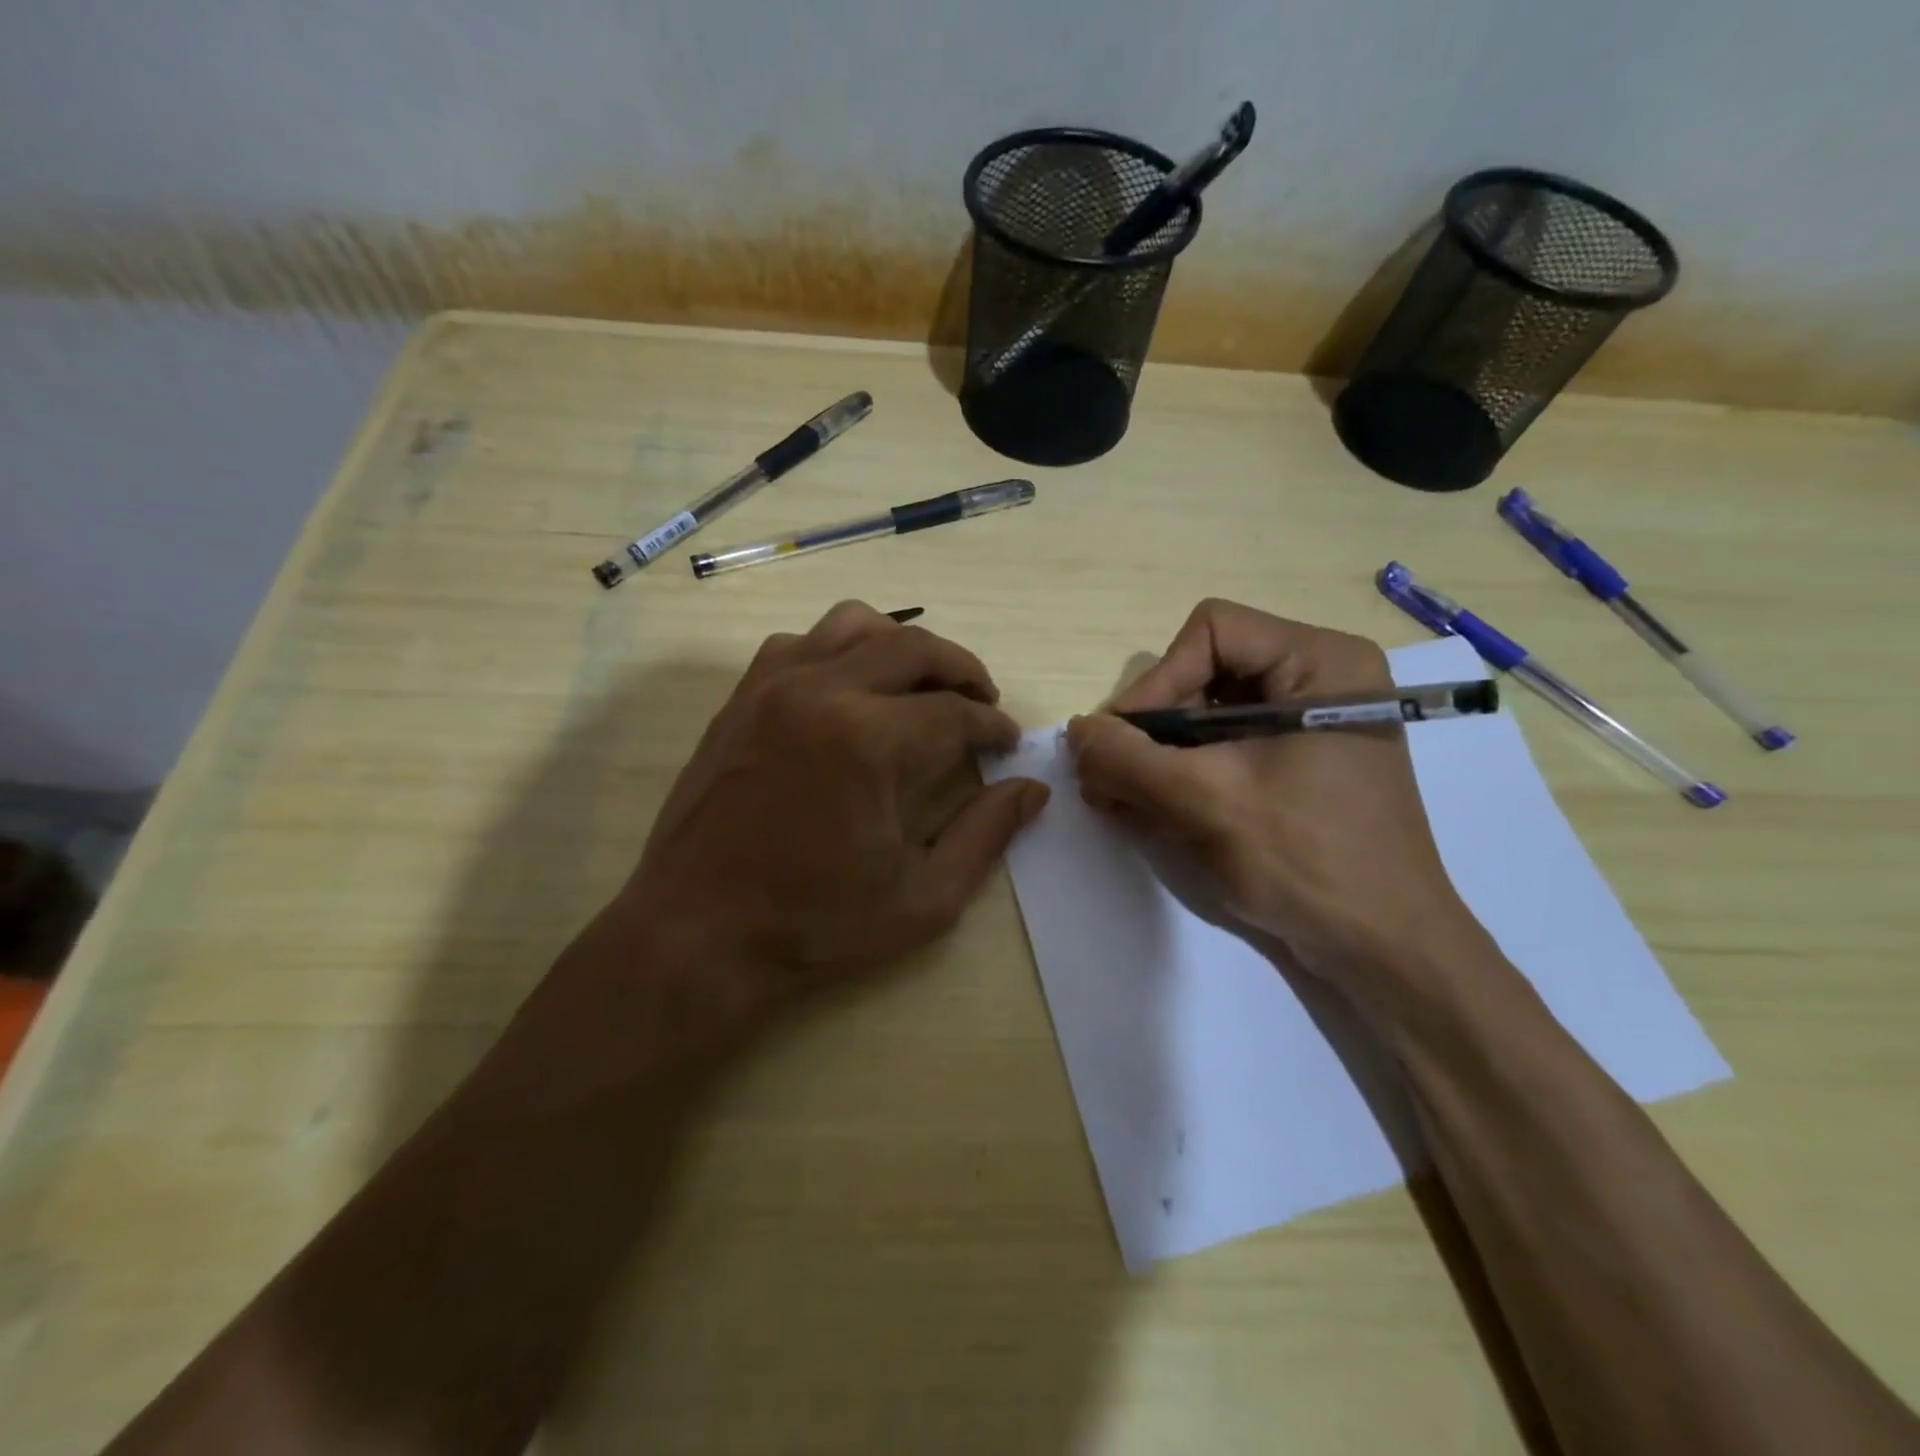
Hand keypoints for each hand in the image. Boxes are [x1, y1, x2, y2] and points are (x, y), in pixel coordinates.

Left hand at [530, 603, 1048, 1084]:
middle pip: (914, 647)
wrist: (696, 934)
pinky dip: (841, 651)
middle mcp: (821, 691)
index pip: (954, 712)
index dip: (993, 726)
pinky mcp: (741, 698)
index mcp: (868, 741)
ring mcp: (772, 687)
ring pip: (854, 625)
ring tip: (922, 686)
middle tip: (983, 705)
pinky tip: (851, 691)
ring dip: (902, 646)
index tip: (1008, 743)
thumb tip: (1032, 789)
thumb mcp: (921, 898)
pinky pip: (801, 643)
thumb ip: (985, 835)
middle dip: (963, 671)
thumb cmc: (814, 925)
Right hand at [1067, 599, 1488, 1008]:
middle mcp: (1316, 680)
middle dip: (1150, 727)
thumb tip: (1074, 729)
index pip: (1211, 633)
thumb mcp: (1207, 801)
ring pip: (1205, 716)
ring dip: (1156, 756)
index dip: (1158, 681)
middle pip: (1203, 673)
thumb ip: (1129, 758)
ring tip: (1117, 799)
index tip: (1123, 742)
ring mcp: (1305, 726)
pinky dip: (1179, 775)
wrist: (1383, 951)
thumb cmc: (1309, 862)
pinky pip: (1221, 750)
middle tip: (1107, 777)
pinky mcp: (1294, 766)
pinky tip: (1146, 810)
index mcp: (1320, 663)